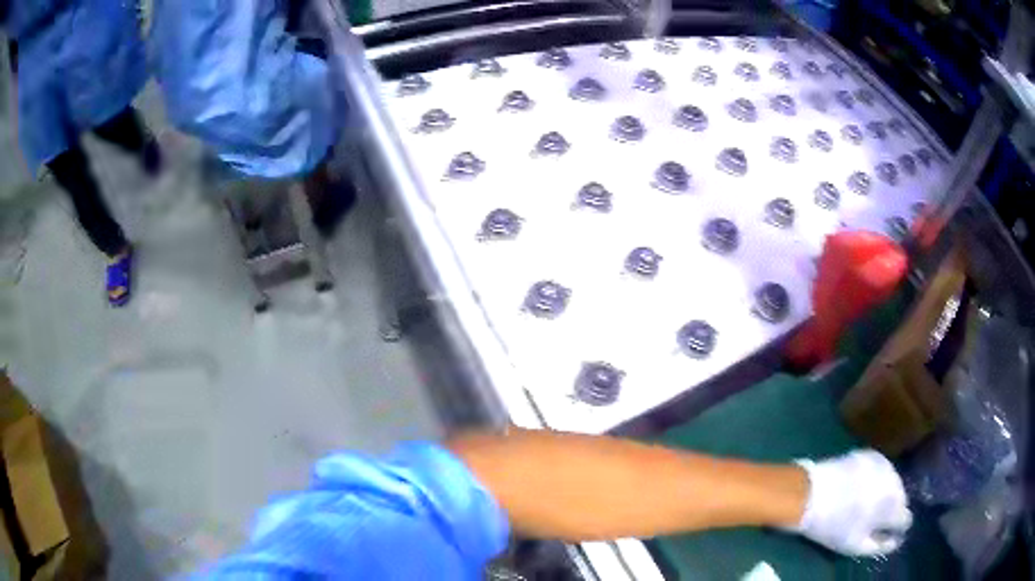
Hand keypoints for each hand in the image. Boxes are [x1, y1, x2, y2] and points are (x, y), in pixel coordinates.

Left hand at [793, 450, 911, 555]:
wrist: (810, 493)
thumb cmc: (833, 525)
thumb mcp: (856, 545)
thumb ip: (881, 545)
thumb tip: (896, 541)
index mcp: (893, 505)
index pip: (906, 518)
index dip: (898, 527)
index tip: (889, 531)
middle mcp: (895, 481)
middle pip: (901, 498)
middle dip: (892, 508)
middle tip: (875, 518)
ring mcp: (883, 464)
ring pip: (892, 482)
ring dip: (885, 492)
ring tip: (867, 503)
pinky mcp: (870, 454)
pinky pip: (880, 469)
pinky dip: (875, 478)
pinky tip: (861, 487)